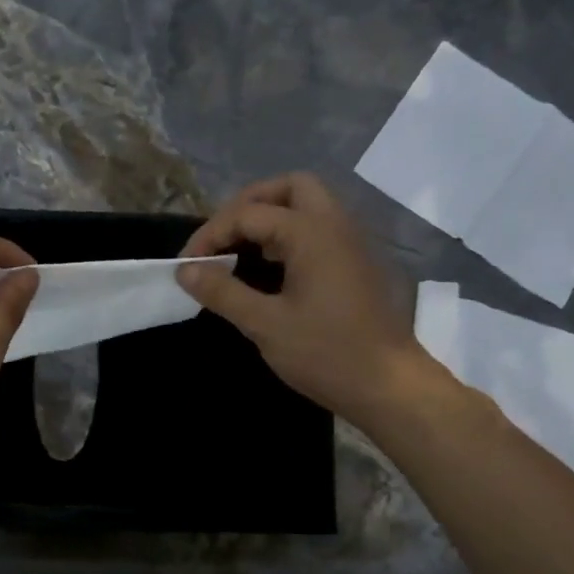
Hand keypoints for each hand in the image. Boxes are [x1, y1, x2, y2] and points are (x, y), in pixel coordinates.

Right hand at [178, 173, 433, 420]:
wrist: (388, 385)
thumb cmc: (326, 353)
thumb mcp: (265, 325)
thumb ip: (223, 292)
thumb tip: (185, 271)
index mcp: (311, 233)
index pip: (248, 214)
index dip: (210, 235)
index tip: (185, 266)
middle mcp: (334, 225)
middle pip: (288, 188)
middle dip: (248, 205)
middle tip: (222, 237)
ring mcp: (349, 242)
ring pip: (307, 205)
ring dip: (270, 217)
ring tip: (239, 250)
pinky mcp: (353, 263)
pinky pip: (317, 229)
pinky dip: (288, 235)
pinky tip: (268, 268)